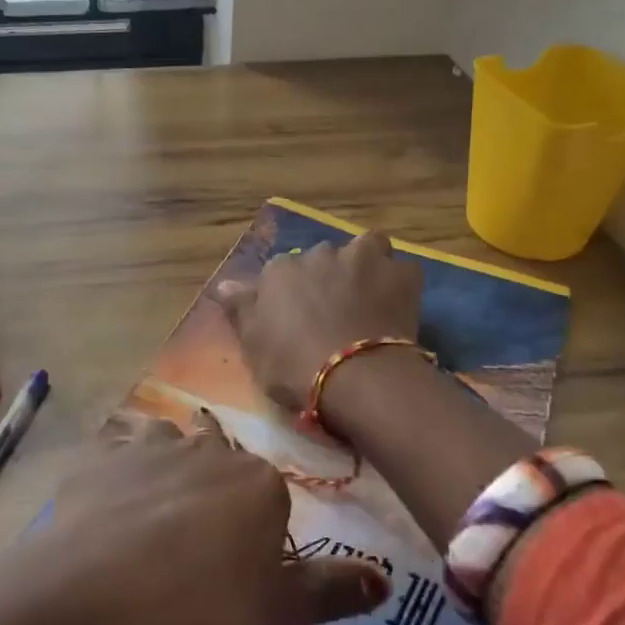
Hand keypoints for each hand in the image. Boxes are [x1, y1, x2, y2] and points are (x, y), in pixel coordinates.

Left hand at [47, 412, 388, 624]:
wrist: (97, 598)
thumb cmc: (200, 609)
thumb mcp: (280, 615)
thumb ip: (333, 591)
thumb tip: (386, 579)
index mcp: (259, 482)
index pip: (271, 498)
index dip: (259, 533)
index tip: (238, 572)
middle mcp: (209, 450)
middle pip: (222, 460)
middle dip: (216, 489)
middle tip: (196, 543)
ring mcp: (150, 448)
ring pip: (169, 443)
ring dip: (168, 466)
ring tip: (154, 511)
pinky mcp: (100, 460)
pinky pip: (115, 456)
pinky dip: (116, 474)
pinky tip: (106, 506)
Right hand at [217, 231, 423, 409]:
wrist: (355, 376)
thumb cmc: (293, 366)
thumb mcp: (252, 345)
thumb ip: (241, 309)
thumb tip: (223, 284)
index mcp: (280, 270)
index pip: (280, 272)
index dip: (289, 294)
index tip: (295, 318)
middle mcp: (320, 254)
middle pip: (322, 258)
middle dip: (328, 276)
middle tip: (334, 311)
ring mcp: (363, 259)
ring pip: (366, 248)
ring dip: (366, 265)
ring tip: (369, 296)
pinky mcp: (401, 274)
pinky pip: (401, 270)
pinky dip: (399, 283)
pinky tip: (397, 305)